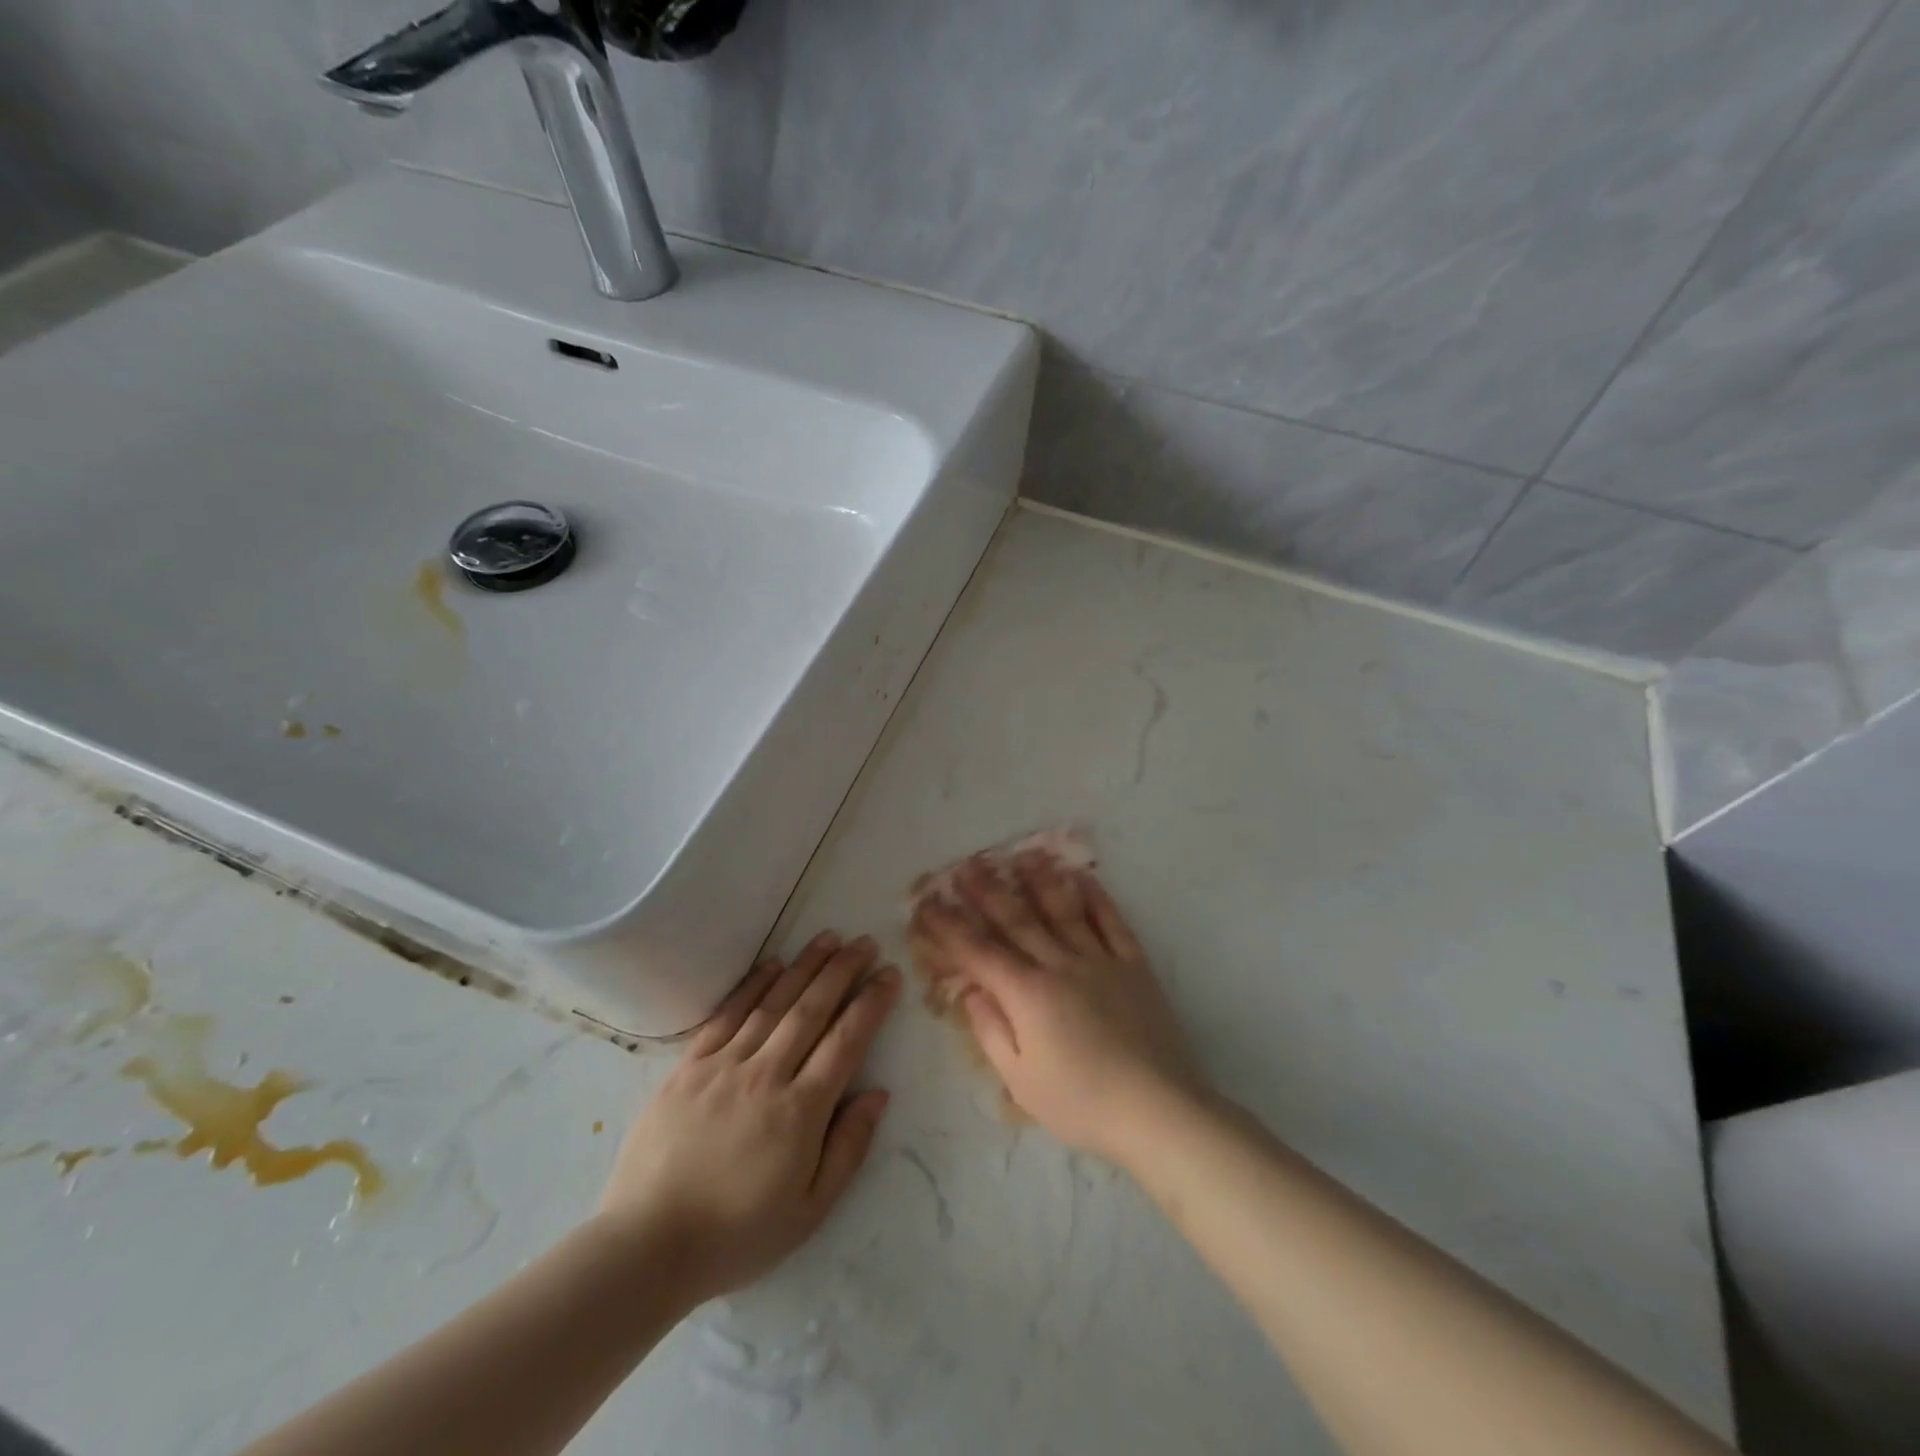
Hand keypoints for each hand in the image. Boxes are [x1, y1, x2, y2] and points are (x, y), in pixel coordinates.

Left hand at [595, 933, 899, 1306]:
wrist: (647, 1246)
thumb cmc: (737, 1235)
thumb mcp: (810, 1211)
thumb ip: (848, 1148)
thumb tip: (878, 1093)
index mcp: (800, 1111)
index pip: (846, 1041)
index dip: (870, 1003)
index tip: (889, 974)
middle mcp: (766, 1075)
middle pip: (812, 1009)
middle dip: (843, 971)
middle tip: (865, 942)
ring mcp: (724, 1066)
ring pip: (773, 1003)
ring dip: (804, 966)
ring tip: (828, 938)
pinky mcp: (688, 1067)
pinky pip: (727, 1015)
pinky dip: (752, 986)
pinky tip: (771, 964)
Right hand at [909, 852, 1206, 1165]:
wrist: (1158, 1110)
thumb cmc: (1081, 1103)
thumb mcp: (1021, 1081)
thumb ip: (991, 1031)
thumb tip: (970, 991)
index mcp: (1027, 995)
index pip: (979, 952)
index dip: (949, 928)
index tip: (928, 906)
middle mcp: (1060, 965)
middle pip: (1017, 920)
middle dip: (987, 892)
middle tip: (967, 865)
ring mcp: (1100, 960)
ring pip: (1063, 910)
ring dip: (1039, 880)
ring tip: (1021, 854)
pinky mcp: (1133, 966)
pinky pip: (1112, 922)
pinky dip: (1097, 897)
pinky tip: (1083, 876)